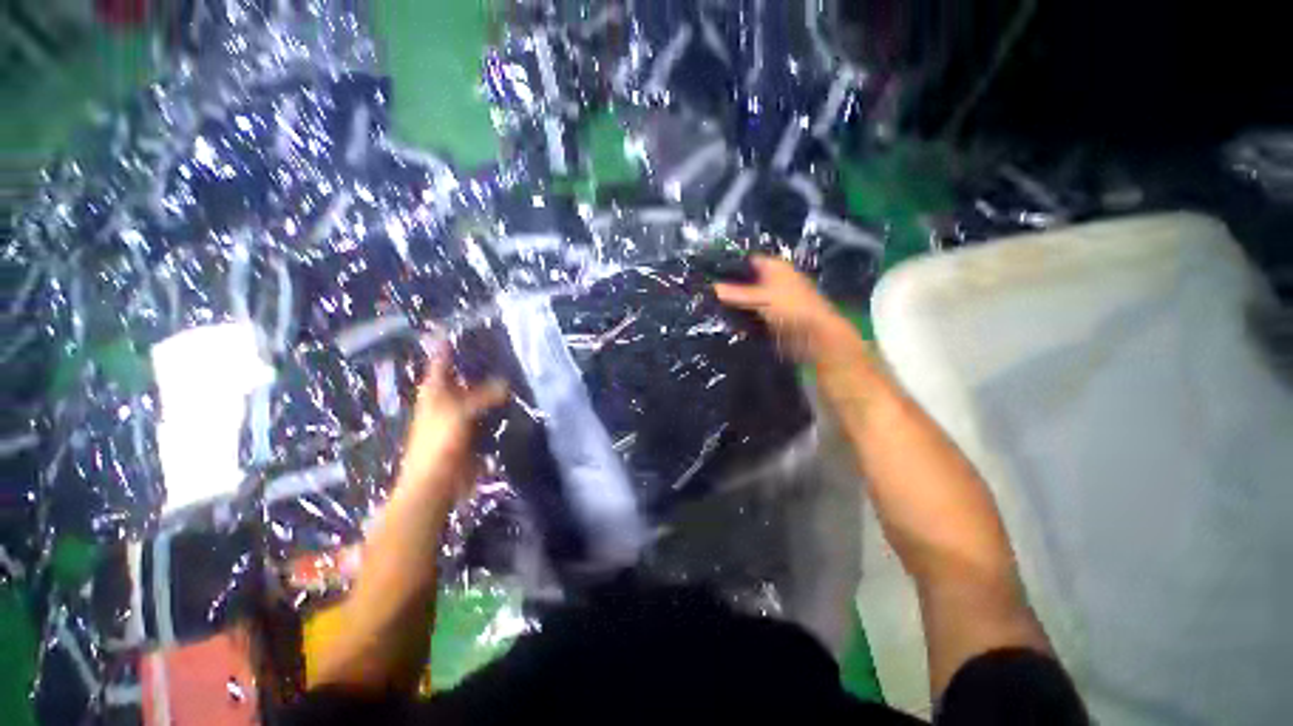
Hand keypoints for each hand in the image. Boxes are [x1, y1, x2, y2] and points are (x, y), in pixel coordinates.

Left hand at [396, 352, 508, 504]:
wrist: (437, 482)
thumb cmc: (439, 442)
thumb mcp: (460, 413)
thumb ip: (484, 395)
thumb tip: (506, 383)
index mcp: (434, 390)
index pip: (441, 360)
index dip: (447, 344)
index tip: (459, 327)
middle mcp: (446, 399)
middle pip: (462, 375)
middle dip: (477, 362)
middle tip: (501, 346)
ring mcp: (459, 415)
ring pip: (477, 393)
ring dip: (491, 384)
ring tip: (512, 368)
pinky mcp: (471, 430)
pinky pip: (487, 411)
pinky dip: (497, 404)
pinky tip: (512, 397)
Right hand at [714, 255, 860, 367]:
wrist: (815, 338)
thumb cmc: (792, 309)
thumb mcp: (761, 298)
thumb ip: (736, 293)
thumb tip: (713, 287)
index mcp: (775, 268)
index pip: (748, 260)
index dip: (730, 265)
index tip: (709, 273)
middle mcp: (773, 282)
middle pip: (746, 282)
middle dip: (729, 288)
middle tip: (705, 292)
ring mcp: (772, 302)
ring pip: (747, 300)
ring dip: (733, 305)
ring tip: (709, 306)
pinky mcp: (770, 319)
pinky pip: (751, 316)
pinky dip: (740, 318)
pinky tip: (724, 321)